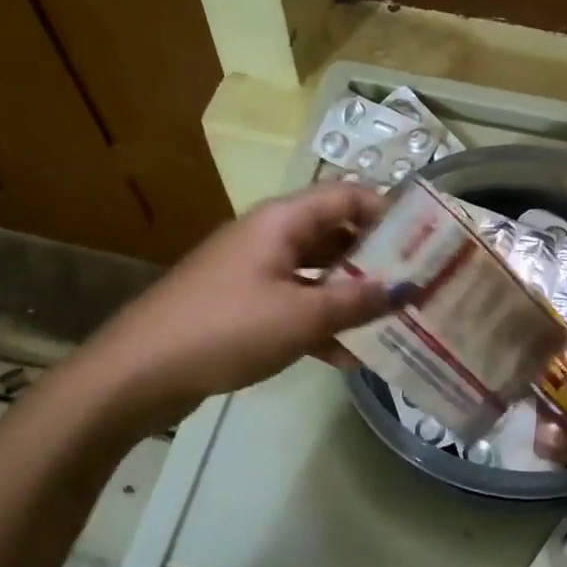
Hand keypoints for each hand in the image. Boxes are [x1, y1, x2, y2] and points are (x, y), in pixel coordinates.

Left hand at [92, 182, 393, 405]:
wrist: (141, 371)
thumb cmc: (227, 328)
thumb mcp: (302, 316)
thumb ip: (357, 301)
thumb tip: (405, 288)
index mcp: (282, 221)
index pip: (346, 195)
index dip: (388, 210)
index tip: (426, 239)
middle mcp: (270, 237)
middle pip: (335, 233)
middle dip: (376, 258)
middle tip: (418, 284)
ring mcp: (255, 272)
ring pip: (318, 273)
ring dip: (352, 295)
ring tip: (395, 321)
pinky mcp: (244, 306)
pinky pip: (296, 304)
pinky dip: (322, 323)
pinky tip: (350, 356)